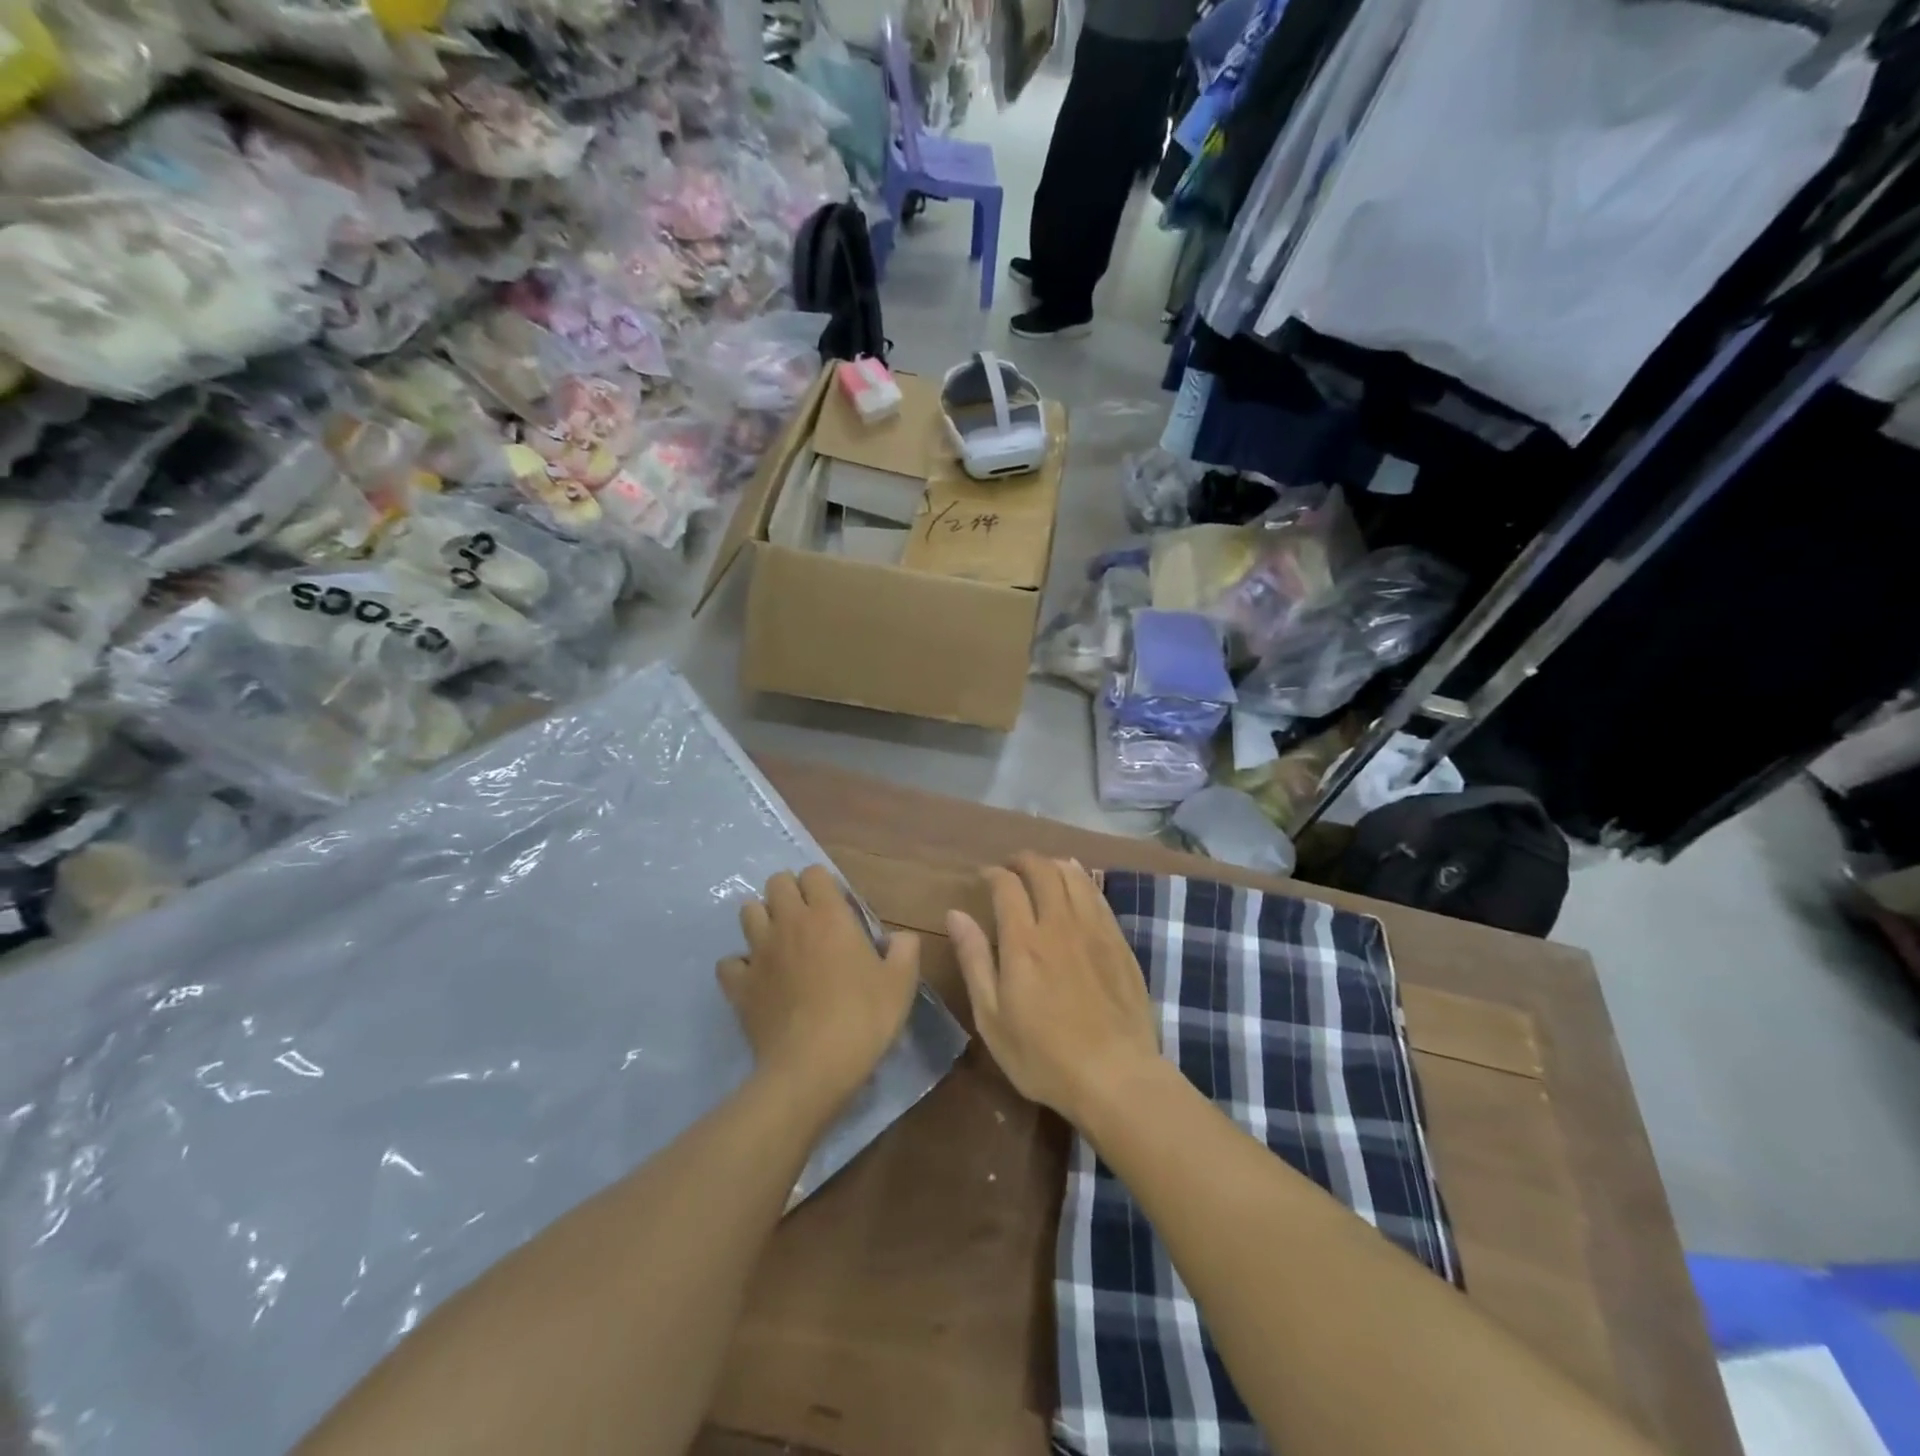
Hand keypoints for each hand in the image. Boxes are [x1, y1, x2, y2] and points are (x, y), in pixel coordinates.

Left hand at [718, 865, 920, 1111]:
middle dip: (789, 892)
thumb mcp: (901, 984)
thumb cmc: (862, 1018)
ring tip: (779, 941)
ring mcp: (759, 952)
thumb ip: (904, 950)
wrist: (812, 1067)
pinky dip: (740, 965)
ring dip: (762, 919)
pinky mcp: (739, 984)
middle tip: (806, 918)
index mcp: (829, 915)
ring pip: (748, 912)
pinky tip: (754, 978)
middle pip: (776, 882)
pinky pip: (729, 962)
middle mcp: (789, 922)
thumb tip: (900, 937)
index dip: (823, 884)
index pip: (815, 873)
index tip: (836, 907)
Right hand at [947, 853, 1160, 1125]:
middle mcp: (1060, 924)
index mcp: (1023, 942)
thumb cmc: (1043, 1056)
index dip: (993, 874)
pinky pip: (1099, 896)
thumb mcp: (992, 1017)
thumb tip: (955, 915)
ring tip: (1043, 872)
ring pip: (1075, 876)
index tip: (985, 877)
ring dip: (1054, 865)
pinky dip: (1083, 881)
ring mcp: (1095, 930)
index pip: (1007, 885)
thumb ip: (974, 960)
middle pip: (1043, 870)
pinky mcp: (1119, 942)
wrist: (1116, 1076)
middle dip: (1023, 861)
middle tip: (1011, 868)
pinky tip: (1078, 886)